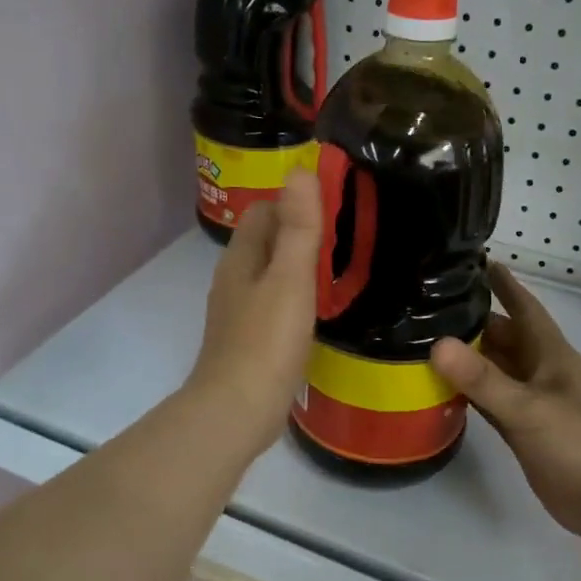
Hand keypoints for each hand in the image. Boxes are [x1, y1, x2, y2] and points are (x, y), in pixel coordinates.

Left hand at [185, 170, 322, 459]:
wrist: (238, 410)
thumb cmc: (266, 341)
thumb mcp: (290, 279)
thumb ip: (298, 228)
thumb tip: (300, 170)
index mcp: (241, 259)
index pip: (264, 211)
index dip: (294, 201)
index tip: (335, 205)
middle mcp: (234, 280)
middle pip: (266, 241)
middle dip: (299, 232)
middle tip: (346, 236)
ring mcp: (239, 313)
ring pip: (270, 275)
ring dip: (298, 267)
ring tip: (338, 269)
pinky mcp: (250, 342)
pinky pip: (274, 305)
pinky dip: (295, 298)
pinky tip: (317, 311)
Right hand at [431, 262, 580, 546]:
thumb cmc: (580, 444)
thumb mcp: (529, 408)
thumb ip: (483, 379)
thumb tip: (437, 344)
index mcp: (550, 354)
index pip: (524, 307)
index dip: (504, 284)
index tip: (476, 260)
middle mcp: (539, 371)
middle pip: (502, 336)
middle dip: (473, 320)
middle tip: (429, 305)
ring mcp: (532, 401)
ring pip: (494, 369)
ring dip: (467, 356)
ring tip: (425, 339)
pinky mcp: (523, 429)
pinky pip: (490, 400)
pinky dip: (468, 391)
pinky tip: (441, 387)